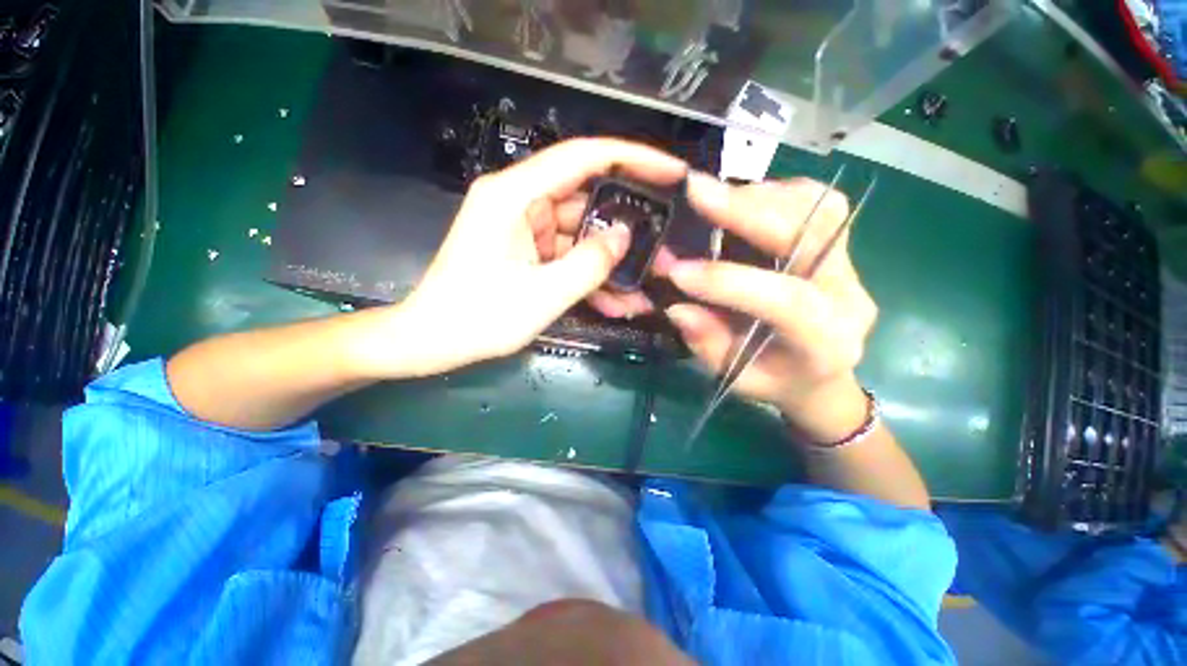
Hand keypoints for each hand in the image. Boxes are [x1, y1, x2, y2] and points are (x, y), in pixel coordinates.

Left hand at [359, 138, 687, 377]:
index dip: (632, 158)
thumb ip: (590, 262)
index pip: (582, 158)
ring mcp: (524, 229)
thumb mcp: (543, 294)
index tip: (672, 171)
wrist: (432, 341)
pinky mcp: (527, 252)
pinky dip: (589, 277)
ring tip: (640, 293)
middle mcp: (521, 202)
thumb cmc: (479, 317)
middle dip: (625, 231)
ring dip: (608, 265)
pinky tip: (615, 303)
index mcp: (515, 195)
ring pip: (581, 237)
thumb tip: (626, 235)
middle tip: (661, 252)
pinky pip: (567, 257)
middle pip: (587, 203)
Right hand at [659, 174, 877, 439]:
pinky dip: (776, 193)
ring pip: (817, 209)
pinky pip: (817, 203)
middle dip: (748, 212)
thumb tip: (676, 305)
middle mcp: (849, 296)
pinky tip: (744, 200)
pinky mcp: (839, 245)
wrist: (820, 375)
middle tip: (696, 192)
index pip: (787, 301)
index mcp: (826, 342)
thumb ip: (708, 343)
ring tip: (714, 197)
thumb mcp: (735, 377)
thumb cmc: (775, 381)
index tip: (678, 272)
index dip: (729, 281)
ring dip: (760, 197)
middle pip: (811, 237)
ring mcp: (850, 264)